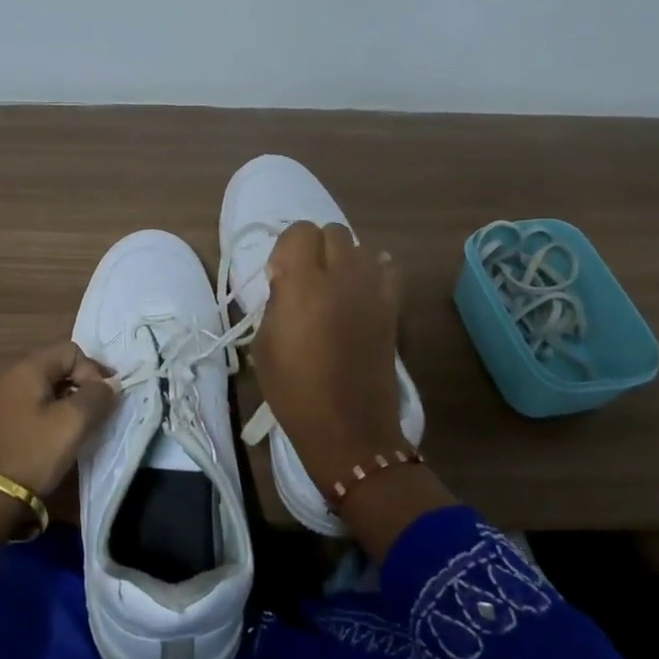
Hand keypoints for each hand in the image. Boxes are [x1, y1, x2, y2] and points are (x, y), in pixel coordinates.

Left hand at [0, 341, 116, 497]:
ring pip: (43, 388)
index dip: (92, 370)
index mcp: (26, 370)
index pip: (70, 350)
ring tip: (78, 426)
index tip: (103, 399)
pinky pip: (29, 405)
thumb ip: (97, 396)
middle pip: (55, 366)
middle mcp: (8, 377)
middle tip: (97, 411)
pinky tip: (54, 436)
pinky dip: (48, 413)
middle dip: (81, 384)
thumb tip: (109, 384)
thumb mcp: (73, 423)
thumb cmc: (34, 453)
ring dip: (66, 400)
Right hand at [251, 222, 406, 489]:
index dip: (287, 248)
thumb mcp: (264, 343)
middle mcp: (342, 276)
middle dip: (315, 248)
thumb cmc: (294, 390)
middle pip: (332, 232)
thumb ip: (276, 300)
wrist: (348, 427)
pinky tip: (361, 291)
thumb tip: (286, 279)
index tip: (279, 275)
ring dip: (343, 258)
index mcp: (304, 284)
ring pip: (360, 247)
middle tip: (305, 280)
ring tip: (333, 287)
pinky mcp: (393, 307)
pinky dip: (374, 271)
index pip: (299, 231)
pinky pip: (387, 269)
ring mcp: (373, 290)